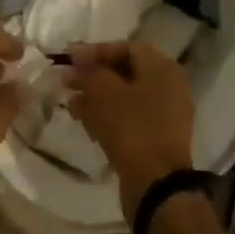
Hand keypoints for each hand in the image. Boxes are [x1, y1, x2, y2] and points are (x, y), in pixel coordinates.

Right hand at [65, 42, 196, 218]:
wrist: (157, 186)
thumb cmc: (132, 128)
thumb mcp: (105, 93)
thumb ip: (89, 72)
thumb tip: (77, 64)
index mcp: (162, 67)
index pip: (125, 47)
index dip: (95, 51)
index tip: (69, 59)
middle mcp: (168, 86)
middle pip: (125, 71)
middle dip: (94, 75)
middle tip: (66, 81)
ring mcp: (165, 114)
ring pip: (125, 96)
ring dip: (97, 96)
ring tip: (70, 102)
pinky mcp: (157, 138)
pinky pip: (130, 118)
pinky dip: (107, 115)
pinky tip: (84, 122)